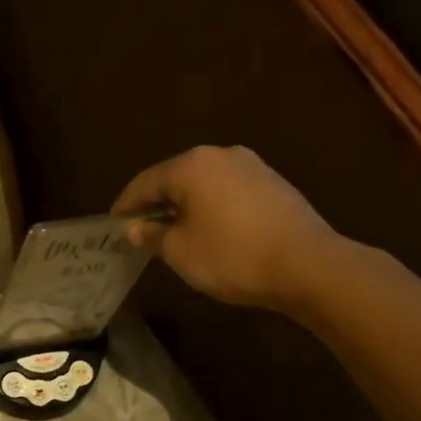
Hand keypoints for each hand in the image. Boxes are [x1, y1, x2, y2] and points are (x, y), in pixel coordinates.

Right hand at [112, 146, 341, 309]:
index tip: (111, 227)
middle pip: (174, 178)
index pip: (144, 183)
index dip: (124, 207)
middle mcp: (220, 155)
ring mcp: (251, 166)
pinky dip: (209, 207)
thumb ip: (152, 235)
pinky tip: (207, 231)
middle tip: (138, 230)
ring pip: (202, 184)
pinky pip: (227, 191)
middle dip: (154, 204)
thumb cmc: (231, 256)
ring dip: (183, 206)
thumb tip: (136, 227)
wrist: (308, 266)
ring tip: (172, 233)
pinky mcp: (273, 184)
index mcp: (191, 165)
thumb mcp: (180, 251)